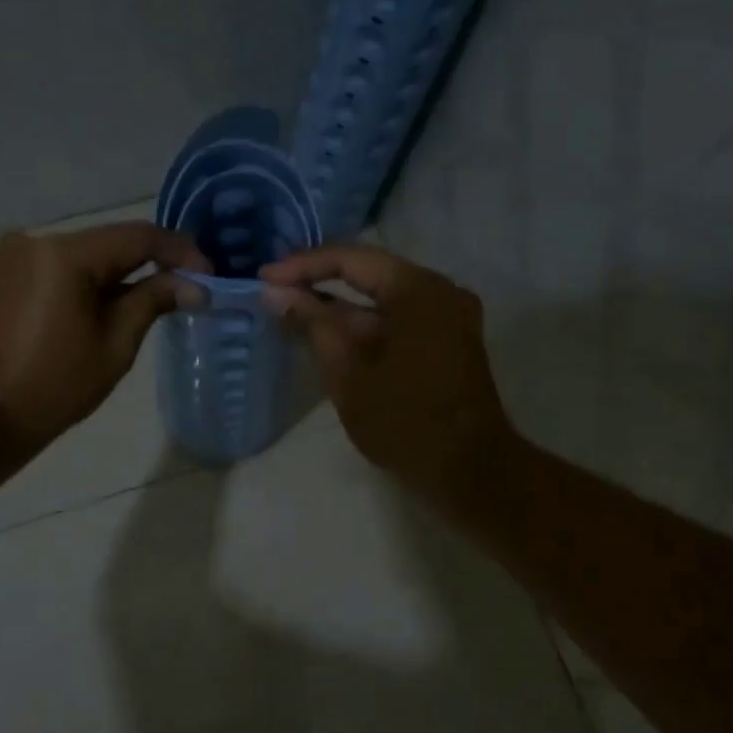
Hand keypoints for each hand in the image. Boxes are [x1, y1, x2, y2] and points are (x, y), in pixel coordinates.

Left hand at [0, 222, 208, 447]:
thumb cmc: (56, 384)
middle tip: (190, 287)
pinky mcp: (9, 274)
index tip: (209, 274)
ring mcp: (18, 256)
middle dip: (153, 263)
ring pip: (89, 255)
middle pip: (111, 243)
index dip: (179, 252)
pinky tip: (117, 303)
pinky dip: (95, 281)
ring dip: (124, 274)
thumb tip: (195, 285)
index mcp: (65, 255)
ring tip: (160, 299)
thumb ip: (154, 300)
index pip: (137, 237)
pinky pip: (65, 268)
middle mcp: (38, 241)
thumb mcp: (116, 343)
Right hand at [261, 246, 518, 512]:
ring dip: (340, 306)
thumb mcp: (348, 374)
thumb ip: (312, 325)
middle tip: (273, 291)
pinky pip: (399, 316)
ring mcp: (449, 315)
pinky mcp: (448, 338)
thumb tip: (276, 293)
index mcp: (418, 290)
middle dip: (319, 281)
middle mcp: (440, 290)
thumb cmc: (404, 423)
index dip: (303, 266)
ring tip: (292, 311)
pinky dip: (364, 323)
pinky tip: (328, 333)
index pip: (351, 260)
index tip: (263, 278)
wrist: (469, 472)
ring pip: (383, 297)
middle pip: (370, 272)